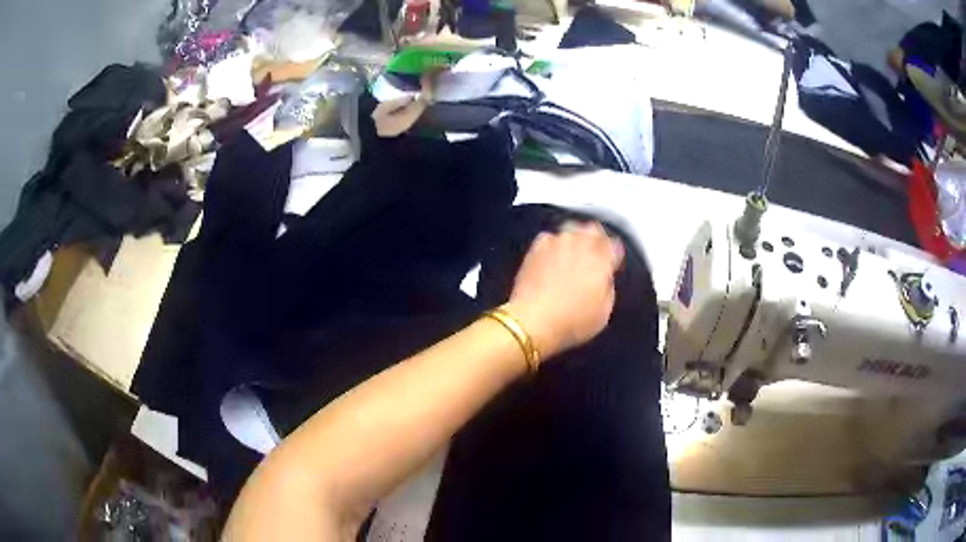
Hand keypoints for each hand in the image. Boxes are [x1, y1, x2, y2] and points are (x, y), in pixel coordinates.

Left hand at [504, 221, 623, 360]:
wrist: (533, 320)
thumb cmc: (572, 320)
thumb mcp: (604, 312)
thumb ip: (608, 287)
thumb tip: (604, 280)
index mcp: (602, 258)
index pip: (614, 245)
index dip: (613, 255)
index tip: (610, 264)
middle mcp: (581, 243)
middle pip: (593, 230)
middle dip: (595, 241)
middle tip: (592, 257)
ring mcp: (557, 242)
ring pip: (571, 231)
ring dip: (573, 242)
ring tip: (570, 258)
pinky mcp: (536, 247)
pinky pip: (549, 239)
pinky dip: (552, 246)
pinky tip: (550, 260)